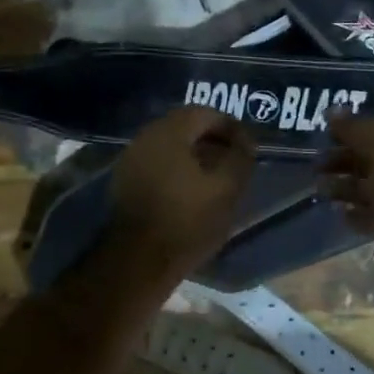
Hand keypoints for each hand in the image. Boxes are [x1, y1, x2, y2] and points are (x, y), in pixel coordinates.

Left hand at [108, 106, 257, 275]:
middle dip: (213, 139)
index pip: (205, 113)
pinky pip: (158, 163)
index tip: (247, 146)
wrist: (138, 261)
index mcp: (169, 132)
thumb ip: (240, 157)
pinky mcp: (125, 182)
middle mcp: (145, 137)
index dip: (231, 126)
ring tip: (217, 177)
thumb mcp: (227, 188)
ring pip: (170, 146)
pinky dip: (178, 169)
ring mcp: (131, 160)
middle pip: (185, 126)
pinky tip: (193, 190)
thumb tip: (246, 141)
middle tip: (234, 159)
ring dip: (195, 155)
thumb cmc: (187, 220)